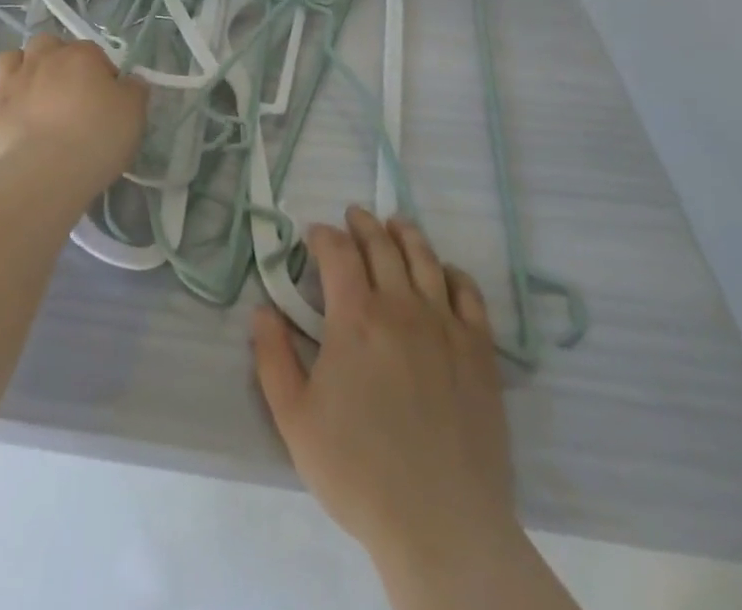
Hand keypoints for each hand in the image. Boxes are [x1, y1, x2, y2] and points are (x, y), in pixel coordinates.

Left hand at [0, 33, 147, 193]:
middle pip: (46, 44)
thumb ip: (134, 91)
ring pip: (9, 58)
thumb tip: (130, 82)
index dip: (101, 72)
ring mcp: (10, 83)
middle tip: (66, 88)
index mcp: (80, 55)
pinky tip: (4, 110)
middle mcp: (42, 59)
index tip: (107, 97)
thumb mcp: (134, 114)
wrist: (44, 173)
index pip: (93, 52)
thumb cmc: (96, 138)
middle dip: (54, 58)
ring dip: (19, 68)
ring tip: (31, 93)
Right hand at [253, 208, 555, 604]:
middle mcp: (401, 306)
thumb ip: (273, 358)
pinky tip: (444, 272)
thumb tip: (262, 310)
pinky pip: (468, 293)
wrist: (442, 524)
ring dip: (406, 234)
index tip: (314, 234)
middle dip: (363, 224)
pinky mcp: (479, 349)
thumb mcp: (295, 420)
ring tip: (395, 224)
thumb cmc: (359, 472)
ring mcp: (445, 324)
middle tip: (354, 216)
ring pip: (424, 259)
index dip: (324, 236)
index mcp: (355, 317)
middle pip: (382, 245)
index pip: (338, 253)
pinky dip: (452, 272)